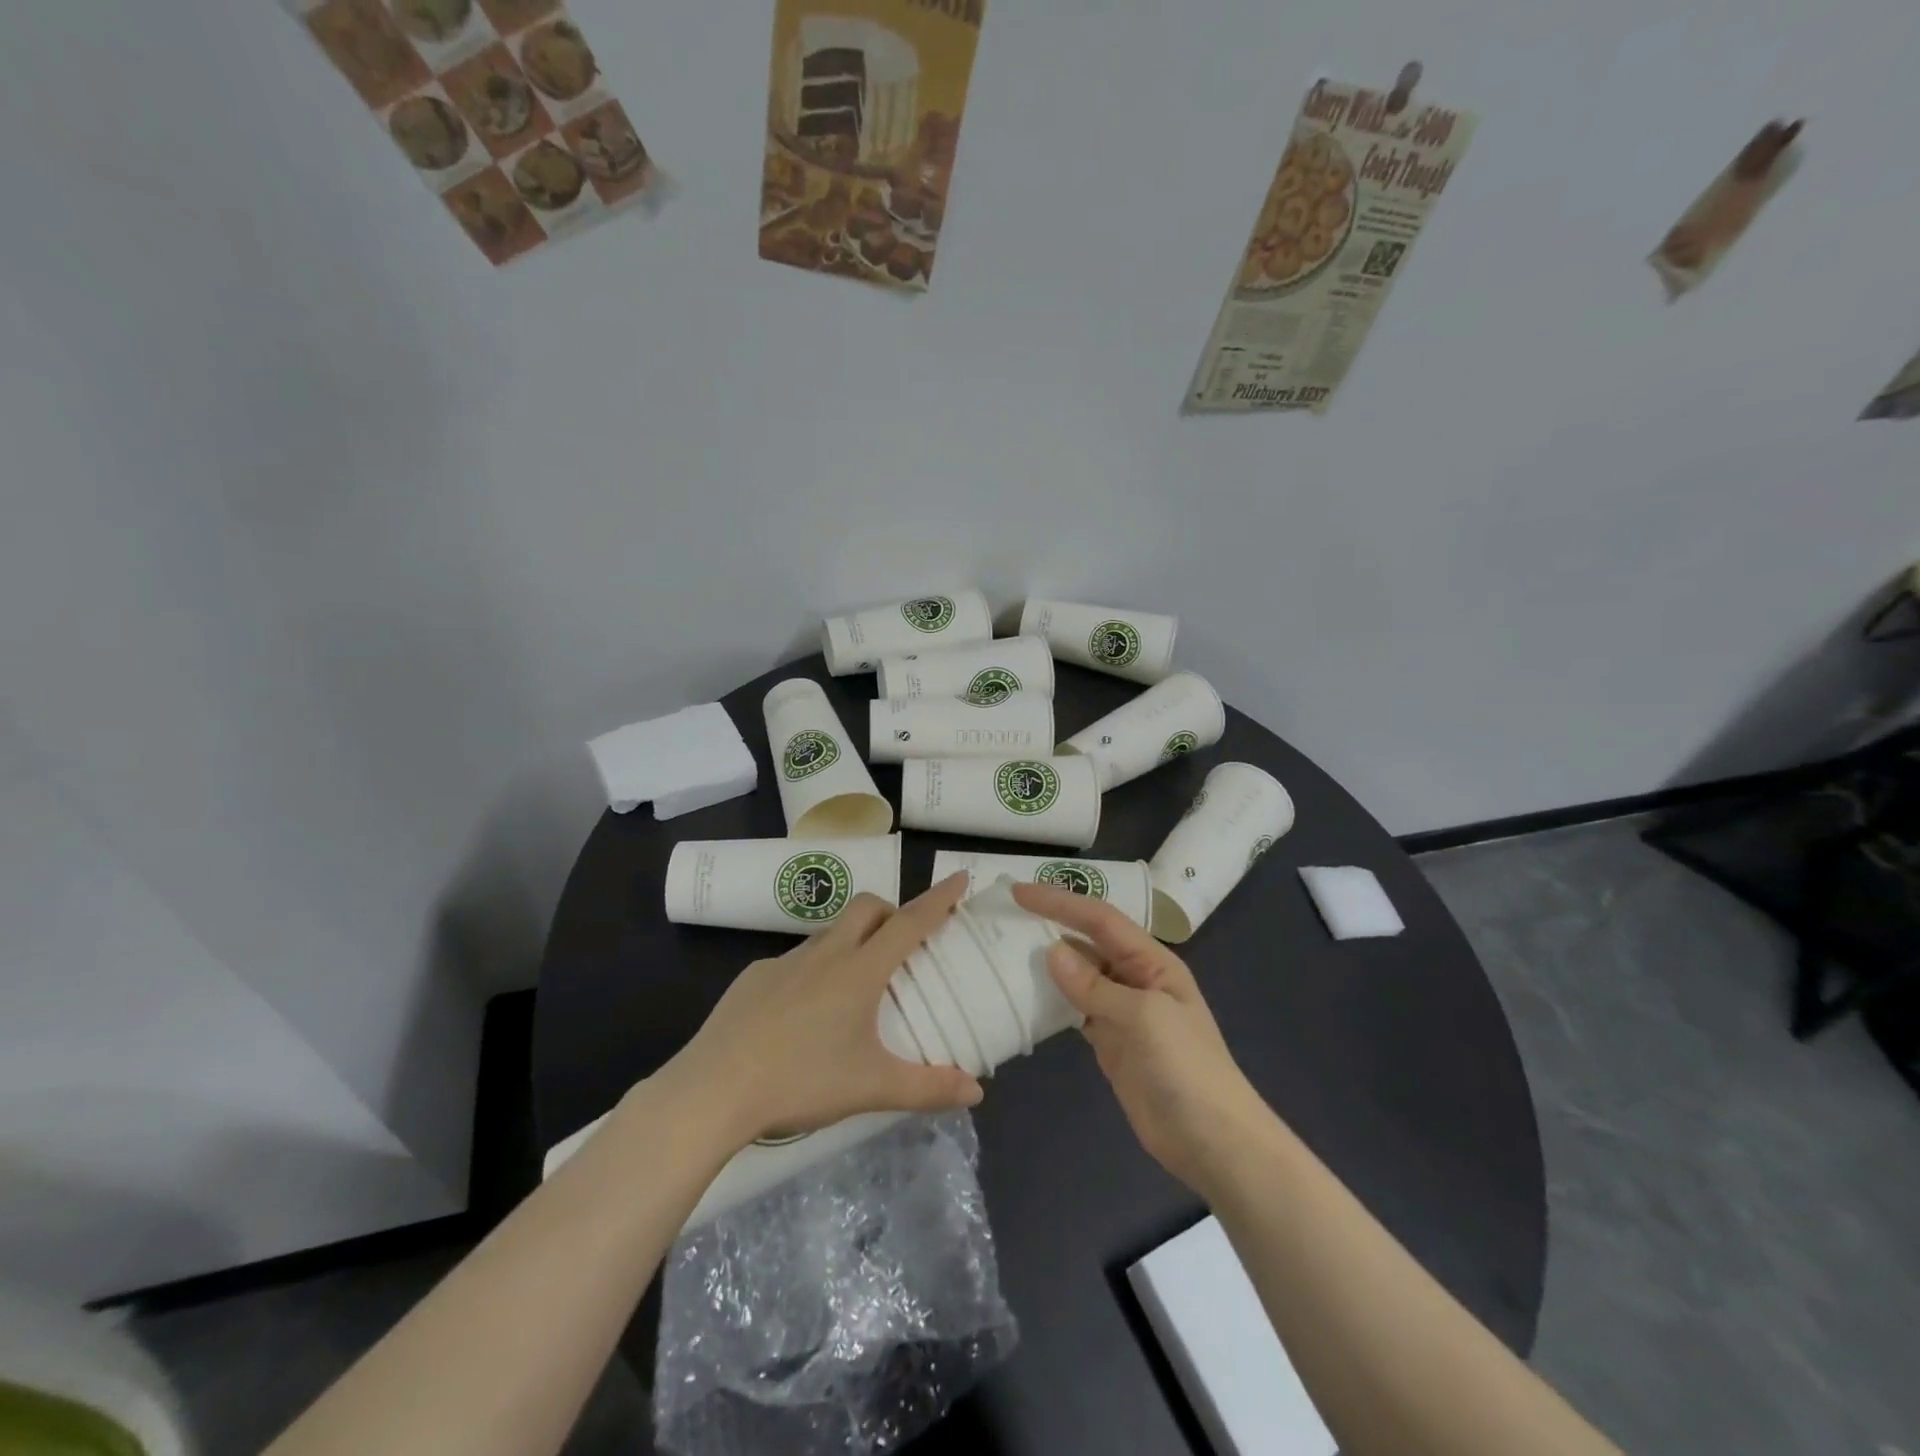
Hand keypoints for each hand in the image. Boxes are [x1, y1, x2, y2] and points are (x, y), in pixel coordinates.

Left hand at [663, 874, 983, 1149]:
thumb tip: (976, 1092)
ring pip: (830, 932)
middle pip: (867, 907)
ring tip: (855, 987)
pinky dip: (814, 970)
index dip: (939, 898)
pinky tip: (803, 1014)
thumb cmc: (801, 1081)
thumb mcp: (872, 1088)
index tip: (960, 876)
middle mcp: (825, 953)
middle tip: (903, 946)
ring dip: (853, 941)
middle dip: (892, 911)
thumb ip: (927, 1088)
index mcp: (859, 971)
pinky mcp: (753, 976)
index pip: (909, 922)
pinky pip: (795, 960)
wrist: (713, 1090)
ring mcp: (784, 961)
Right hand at [1011, 882, 1270, 1196]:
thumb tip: (1050, 951)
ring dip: (1046, 962)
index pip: (1099, 919)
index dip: (1060, 901)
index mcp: (1151, 961)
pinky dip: (1051, 999)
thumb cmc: (1185, 1068)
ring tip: (1003, 949)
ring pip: (1077, 974)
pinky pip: (1074, 1008)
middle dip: (1050, 924)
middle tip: (1004, 915)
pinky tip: (1024, 996)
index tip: (1019, 891)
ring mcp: (1121, 1010)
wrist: (1211, 1141)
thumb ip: (1094, 986)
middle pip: (1086, 941)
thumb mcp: (1142, 1018)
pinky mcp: (1109, 1040)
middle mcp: (1134, 977)